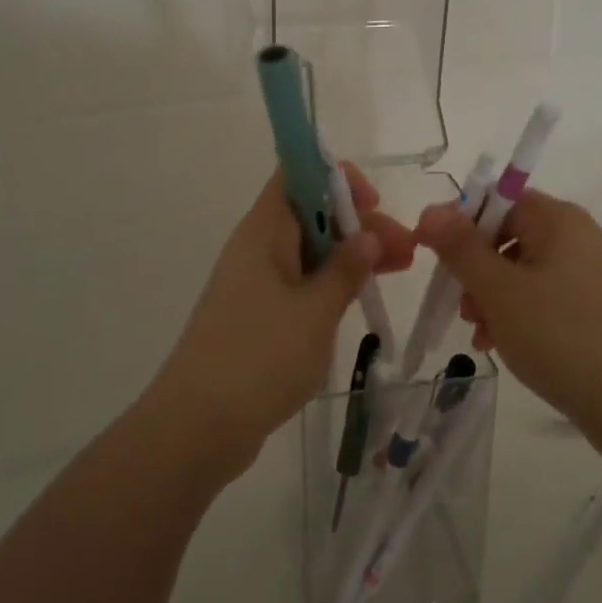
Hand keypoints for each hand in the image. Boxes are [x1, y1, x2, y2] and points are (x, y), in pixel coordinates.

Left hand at [149, 166, 415, 479]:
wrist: (197, 427)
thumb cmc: (259, 358)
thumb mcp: (315, 311)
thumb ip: (345, 269)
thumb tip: (367, 234)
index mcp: (263, 232)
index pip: (296, 175)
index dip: (335, 178)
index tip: (373, 203)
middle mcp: (256, 248)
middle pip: (310, 214)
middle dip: (357, 224)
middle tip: (404, 251)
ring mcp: (254, 284)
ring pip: (308, 252)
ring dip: (350, 256)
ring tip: (397, 271)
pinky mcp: (256, 317)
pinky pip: (299, 284)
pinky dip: (330, 285)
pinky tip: (358, 302)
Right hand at [415, 191, 601, 443]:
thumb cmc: (561, 336)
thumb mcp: (498, 290)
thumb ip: (460, 247)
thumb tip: (430, 210)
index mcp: (557, 219)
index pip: (496, 200)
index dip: (460, 223)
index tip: (433, 256)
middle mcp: (576, 237)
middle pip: (506, 236)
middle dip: (474, 270)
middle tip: (462, 306)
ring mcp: (588, 273)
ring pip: (519, 271)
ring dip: (490, 297)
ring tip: (481, 334)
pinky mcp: (593, 307)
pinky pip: (540, 296)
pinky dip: (516, 314)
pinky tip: (501, 344)